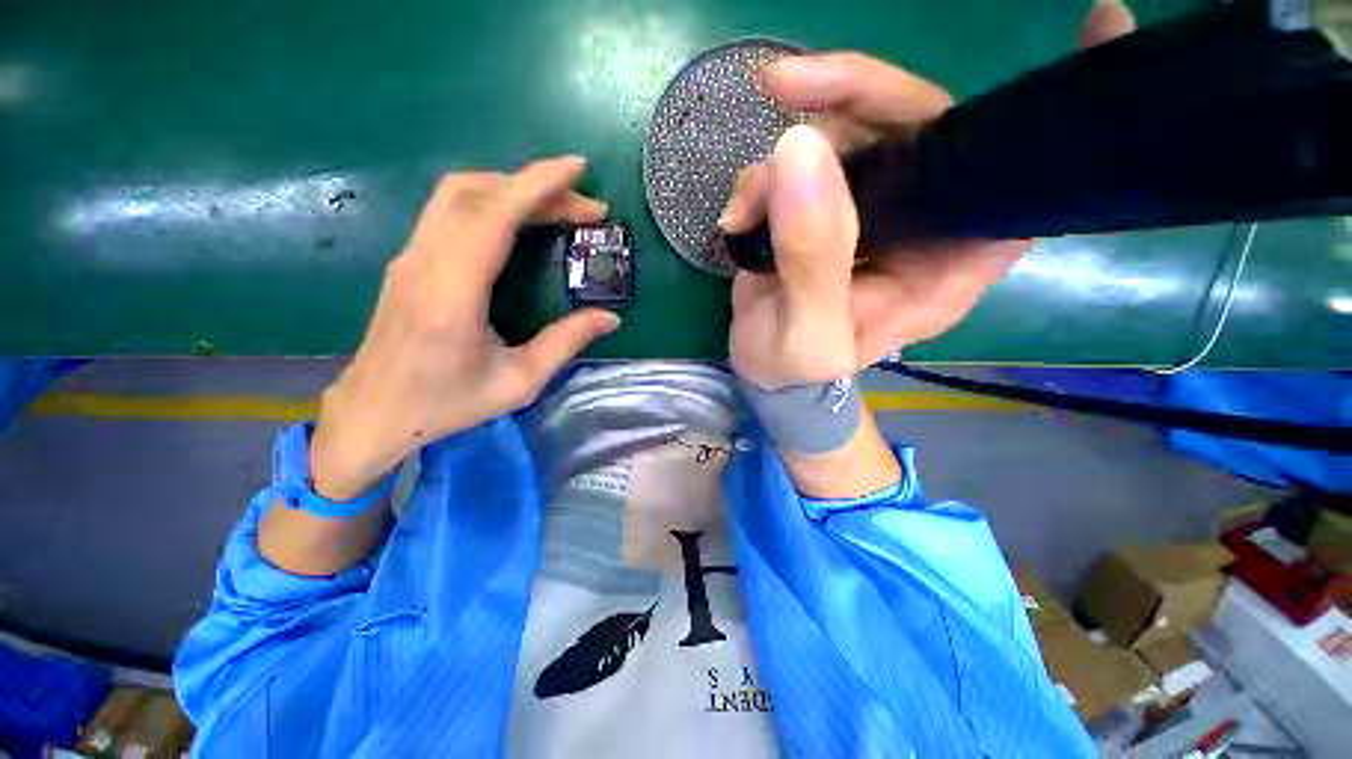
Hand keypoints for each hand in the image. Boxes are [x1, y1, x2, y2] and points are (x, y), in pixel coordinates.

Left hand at [310, 157, 620, 499]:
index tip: (578, 169)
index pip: (494, 216)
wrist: (374, 413)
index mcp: (452, 294)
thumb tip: (609, 319)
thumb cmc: (447, 404)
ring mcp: (410, 257)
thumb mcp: (519, 383)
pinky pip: (449, 211)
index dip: (538, 184)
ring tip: (557, 207)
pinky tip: (519, 221)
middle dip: (537, 188)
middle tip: (585, 208)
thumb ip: (565, 344)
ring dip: (512, 189)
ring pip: (458, 194)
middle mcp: (424, 262)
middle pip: (477, 193)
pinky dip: (492, 202)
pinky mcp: (409, 261)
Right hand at [722, 1, 1136, 385]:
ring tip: (744, 208)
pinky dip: (762, 179)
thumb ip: (811, 259)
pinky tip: (736, 218)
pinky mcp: (827, 206)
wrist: (766, 372)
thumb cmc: (796, 369)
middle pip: (921, 125)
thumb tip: (800, 150)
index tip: (1100, 25)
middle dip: (856, 93)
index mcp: (944, 266)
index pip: (1019, 185)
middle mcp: (920, 225)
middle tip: (787, 86)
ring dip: (786, 154)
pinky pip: (804, 160)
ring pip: (850, 133)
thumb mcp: (807, 334)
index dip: (1055, 115)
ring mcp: (871, 210)